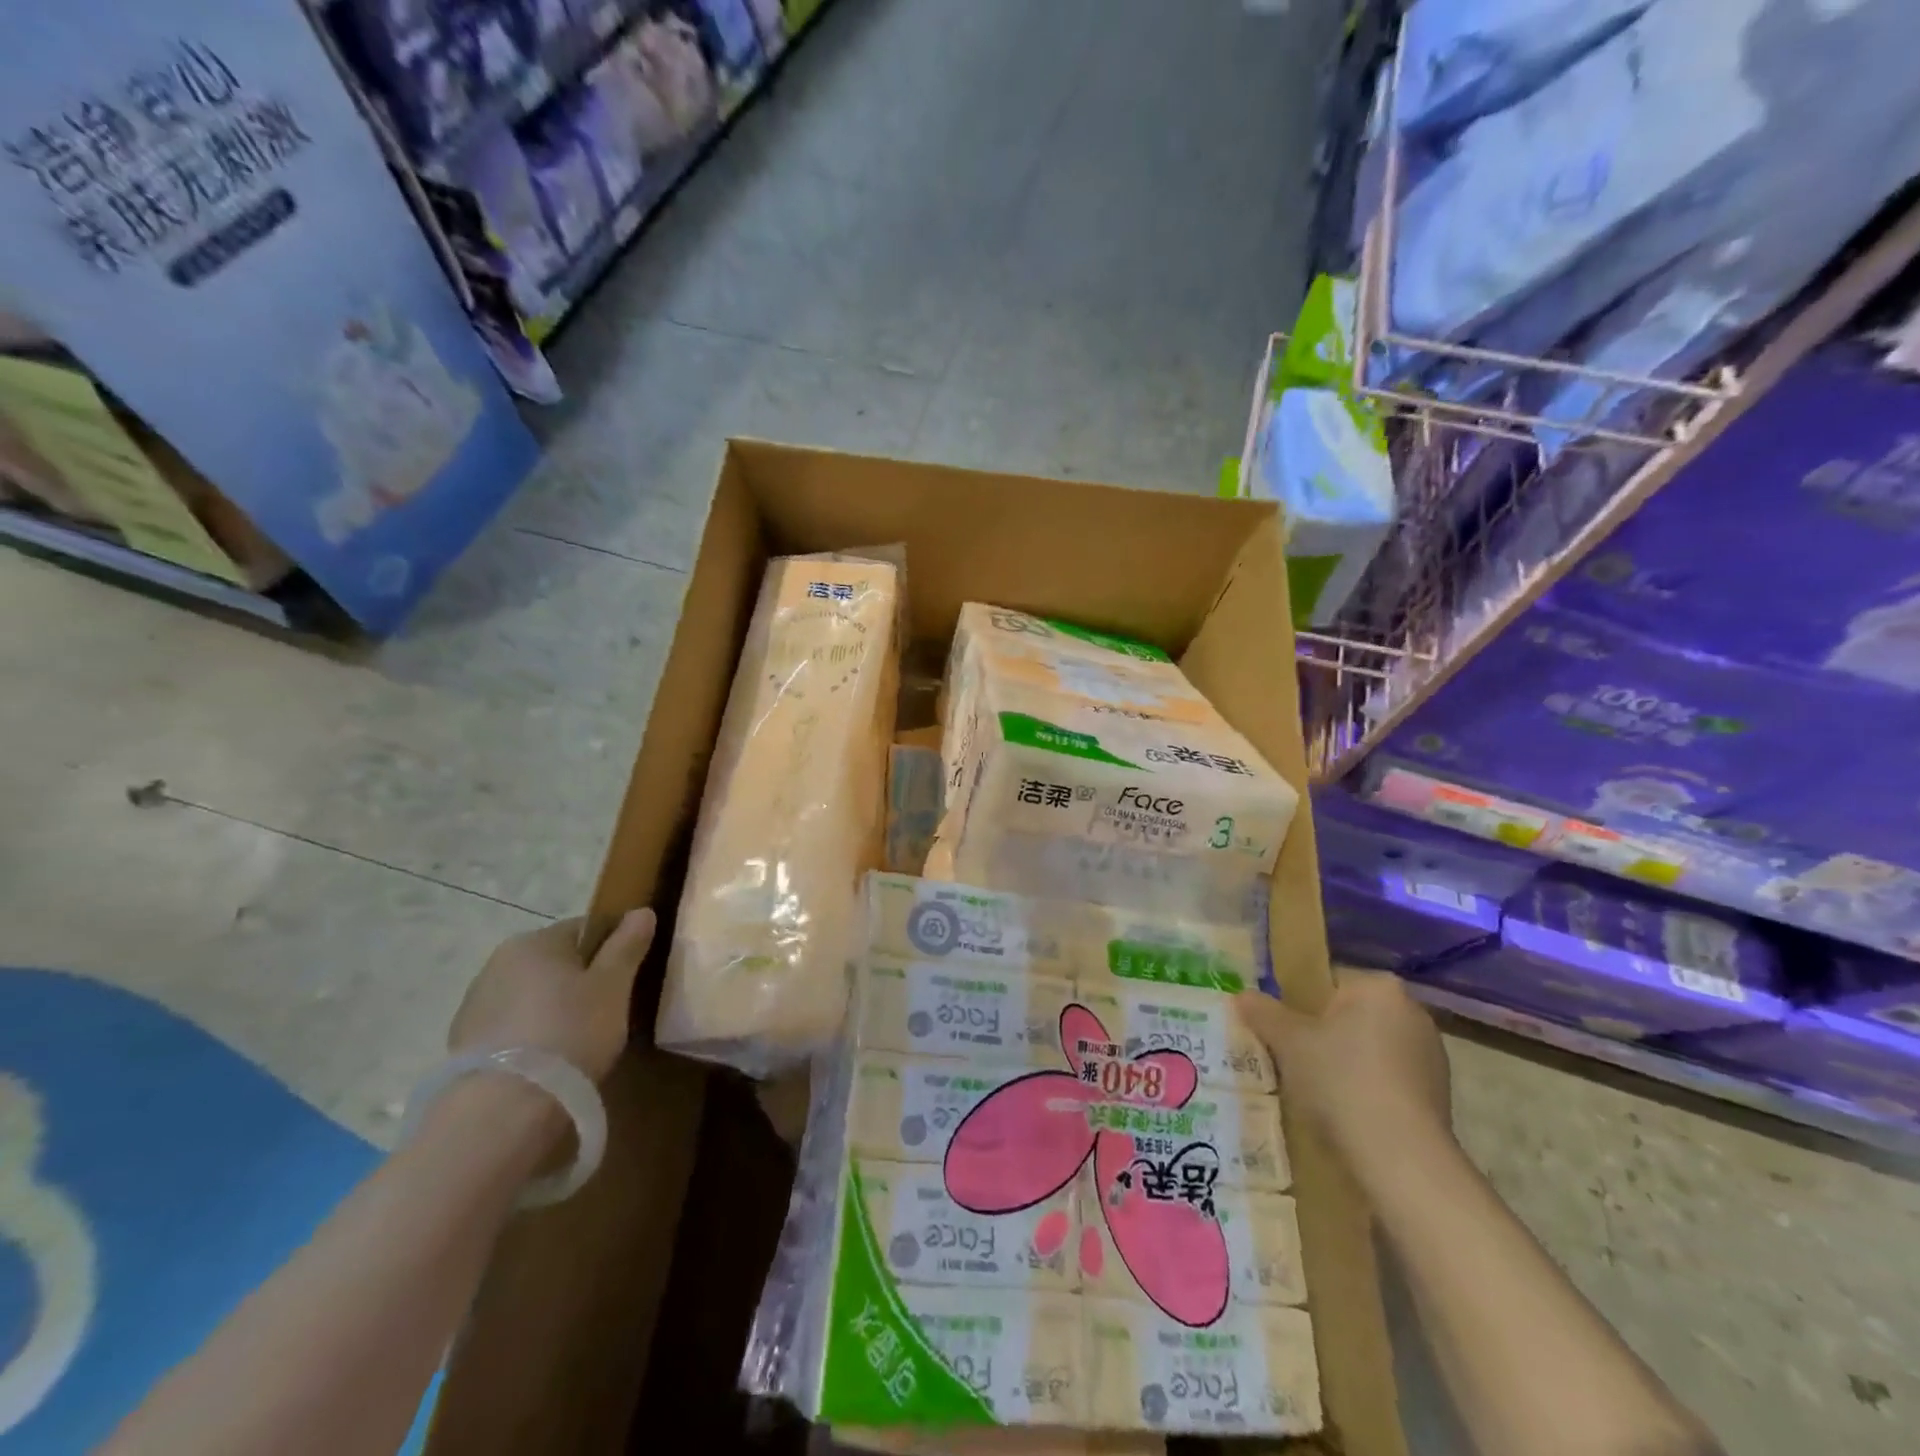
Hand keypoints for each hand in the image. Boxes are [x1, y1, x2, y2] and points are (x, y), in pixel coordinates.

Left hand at [449, 909, 656, 1082]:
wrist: (504, 1110)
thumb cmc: (570, 1032)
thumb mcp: (614, 986)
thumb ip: (627, 944)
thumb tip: (641, 910)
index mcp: (534, 941)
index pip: (584, 929)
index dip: (610, 951)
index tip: (624, 981)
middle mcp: (497, 963)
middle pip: (554, 963)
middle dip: (578, 982)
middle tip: (605, 1014)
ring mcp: (474, 1005)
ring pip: (530, 996)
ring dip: (550, 1010)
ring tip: (574, 1044)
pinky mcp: (463, 1045)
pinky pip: (510, 1028)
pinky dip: (528, 1037)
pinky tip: (545, 1063)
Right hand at [1236, 971, 1452, 1171]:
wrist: (1402, 1159)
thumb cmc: (1341, 1080)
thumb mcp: (1287, 1041)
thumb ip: (1263, 1012)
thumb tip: (1242, 995)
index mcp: (1379, 987)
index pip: (1328, 982)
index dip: (1299, 1005)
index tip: (1282, 1032)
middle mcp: (1413, 1013)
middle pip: (1350, 1016)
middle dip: (1323, 1036)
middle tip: (1291, 1059)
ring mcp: (1431, 1057)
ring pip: (1368, 1050)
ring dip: (1344, 1065)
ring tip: (1314, 1093)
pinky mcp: (1439, 1097)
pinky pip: (1387, 1081)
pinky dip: (1366, 1092)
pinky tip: (1345, 1115)